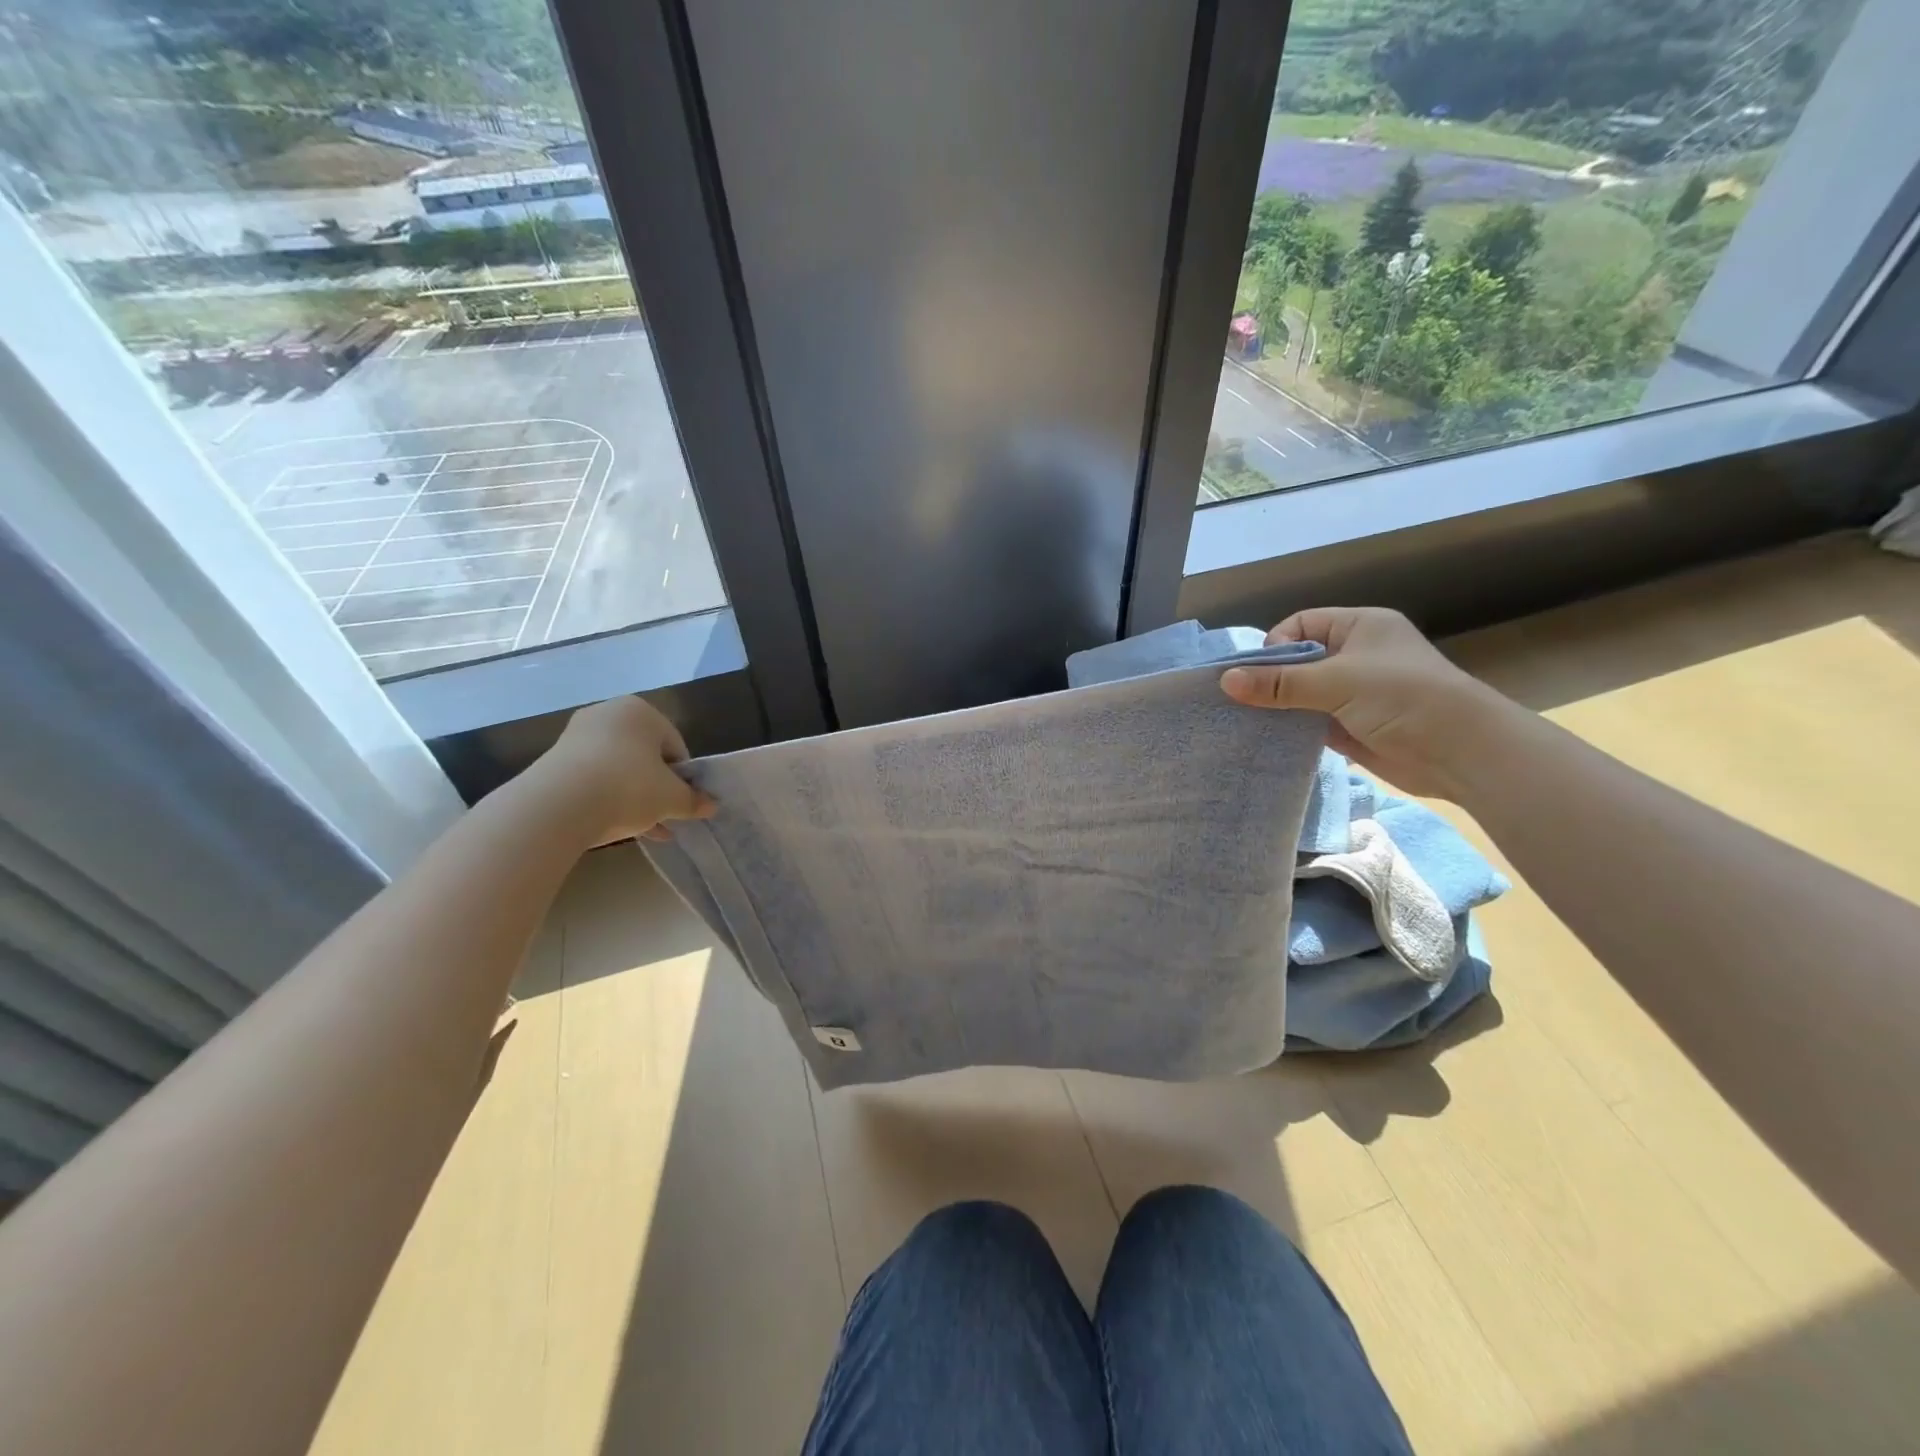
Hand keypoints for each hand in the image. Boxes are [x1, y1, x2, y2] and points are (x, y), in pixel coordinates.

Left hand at [525, 696, 716, 844]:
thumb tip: (711, 806)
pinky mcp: (555, 762)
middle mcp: (608, 715)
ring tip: (648, 829)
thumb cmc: (628, 787)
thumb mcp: (671, 798)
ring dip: (635, 798)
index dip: (683, 777)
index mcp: (641, 711)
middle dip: (658, 788)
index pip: (675, 745)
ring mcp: (577, 737)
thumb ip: (693, 801)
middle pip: (645, 756)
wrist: (558, 806)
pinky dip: (608, 799)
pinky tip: (621, 827)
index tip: (683, 802)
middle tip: (666, 815)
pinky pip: (594, 780)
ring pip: (619, 770)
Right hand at [1219, 607, 1511, 798]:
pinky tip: (1267, 737)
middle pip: (1296, 660)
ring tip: (1245, 720)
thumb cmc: (1403, 698)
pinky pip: (1308, 720)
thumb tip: (1225, 681)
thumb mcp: (1336, 682)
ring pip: (1299, 693)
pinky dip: (1289, 727)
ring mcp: (1352, 692)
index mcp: (1359, 627)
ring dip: (1277, 706)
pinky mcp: (1350, 725)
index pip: (1300, 625)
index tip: (1259, 674)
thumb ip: (1279, 683)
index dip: (1275, 646)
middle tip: (1240, 700)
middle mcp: (1354, 655)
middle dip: (1269, 679)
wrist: (1460, 753)